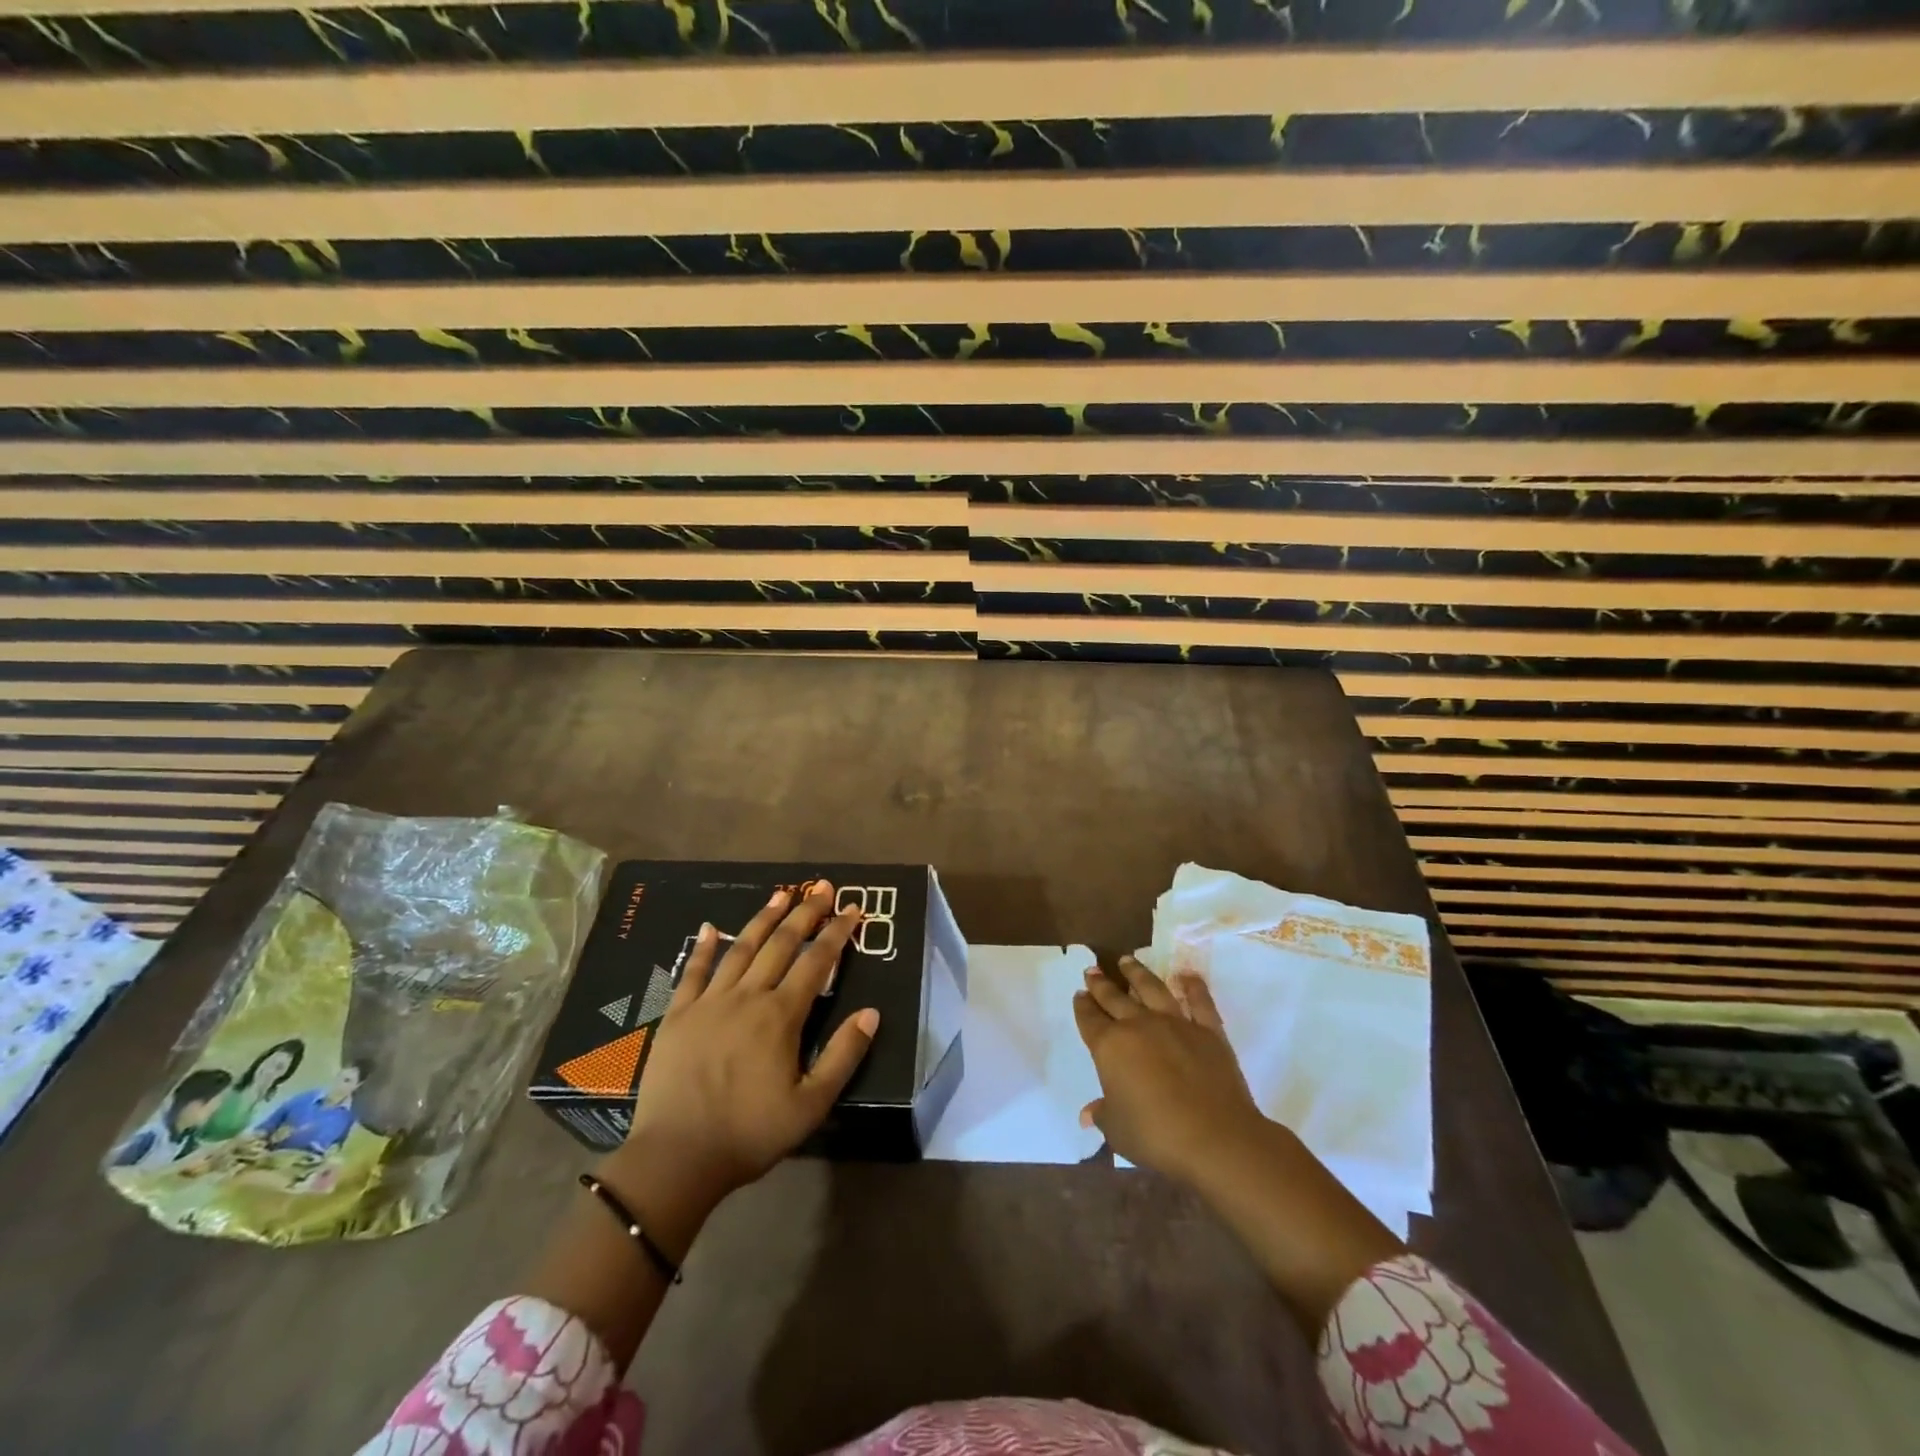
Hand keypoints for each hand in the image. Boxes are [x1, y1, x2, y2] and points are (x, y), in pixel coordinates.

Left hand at [621, 882, 880, 1210]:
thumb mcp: (810, 1105)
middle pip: (781, 944)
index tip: (853, 908)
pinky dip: (705, 947)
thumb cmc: (749, 1134)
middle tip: (822, 887)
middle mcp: (748, 997)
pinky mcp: (679, 1015)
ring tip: (781, 894)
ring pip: (741, 949)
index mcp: (781, 1016)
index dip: (837, 933)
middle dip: (805, 913)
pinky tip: (712, 927)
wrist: (676, 1158)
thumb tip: (872, 1013)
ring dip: (763, 919)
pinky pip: (693, 972)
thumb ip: (843, 1056)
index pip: (817, 962)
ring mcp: (709, 1002)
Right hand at [1073, 955, 1266, 1184]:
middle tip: (1092, 971)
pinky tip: (1187, 976)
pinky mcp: (1208, 1031)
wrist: (1216, 1139)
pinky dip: (1193, 987)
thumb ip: (1102, 1114)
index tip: (1079, 994)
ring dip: (1137, 973)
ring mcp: (1176, 1024)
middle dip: (1101, 984)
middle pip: (1115, 998)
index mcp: (1110, 1047)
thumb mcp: (1117, 1130)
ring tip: (1127, 960)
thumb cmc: (1156, 1136)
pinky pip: (1199, 1002)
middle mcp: (1139, 1026)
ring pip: (1152, 989)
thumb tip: (1088, 1112)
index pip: (1090, 1020)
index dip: (1082, 1007)